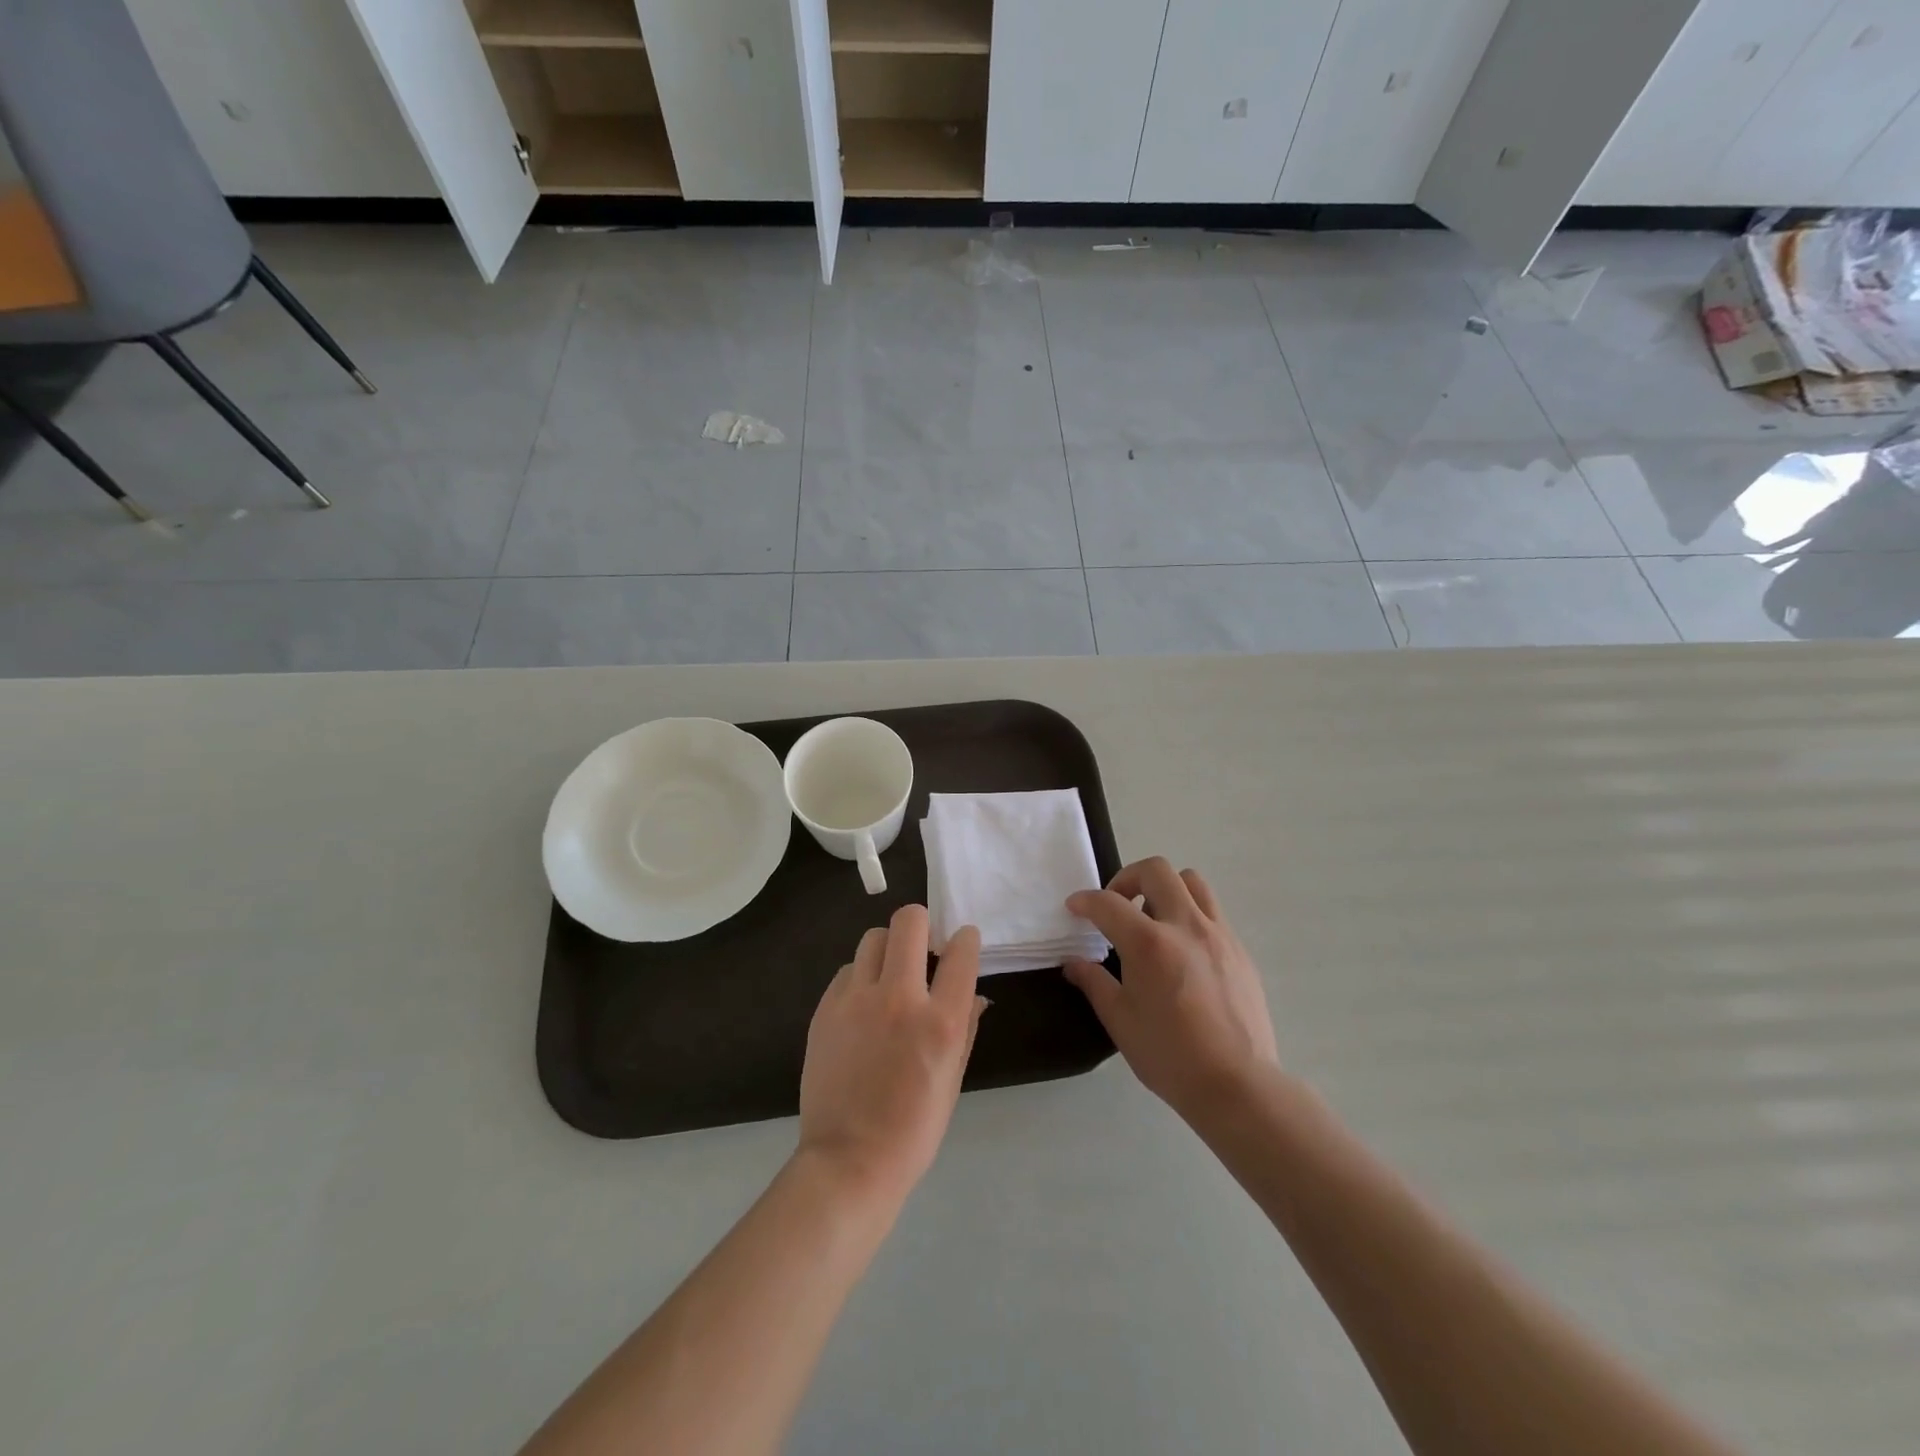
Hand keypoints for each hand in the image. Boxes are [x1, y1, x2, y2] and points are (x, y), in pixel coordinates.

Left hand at [798, 905, 986, 1207]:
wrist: (848, 1161)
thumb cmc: (913, 1129)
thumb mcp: (953, 1079)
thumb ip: (966, 1027)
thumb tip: (975, 995)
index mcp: (941, 1021)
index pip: (961, 952)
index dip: (966, 940)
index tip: (962, 943)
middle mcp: (899, 998)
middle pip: (909, 922)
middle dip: (921, 923)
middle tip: (923, 946)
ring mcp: (857, 1000)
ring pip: (873, 938)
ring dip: (888, 948)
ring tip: (890, 975)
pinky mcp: (826, 1008)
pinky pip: (848, 969)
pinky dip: (861, 976)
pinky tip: (863, 1004)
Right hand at [1064, 859, 1278, 1123]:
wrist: (1237, 1084)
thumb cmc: (1170, 1056)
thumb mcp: (1120, 1020)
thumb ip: (1093, 982)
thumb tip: (1073, 963)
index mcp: (1149, 943)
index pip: (1108, 903)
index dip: (1085, 900)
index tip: (1074, 907)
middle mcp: (1186, 926)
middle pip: (1156, 870)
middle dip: (1128, 878)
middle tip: (1117, 905)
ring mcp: (1219, 935)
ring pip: (1192, 882)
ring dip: (1165, 889)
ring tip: (1153, 919)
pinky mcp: (1240, 950)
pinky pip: (1212, 912)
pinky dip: (1189, 915)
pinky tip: (1182, 950)